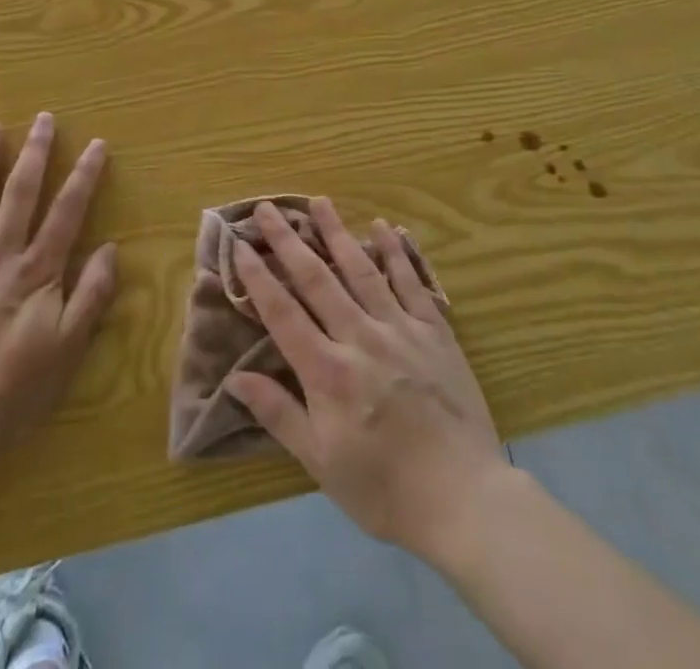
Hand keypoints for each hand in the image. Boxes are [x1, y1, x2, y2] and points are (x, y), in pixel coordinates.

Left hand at [0, 113, 117, 465]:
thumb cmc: (14, 388)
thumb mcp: (68, 347)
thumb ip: (91, 295)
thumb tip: (110, 248)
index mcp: (36, 270)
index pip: (67, 211)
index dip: (84, 175)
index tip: (97, 144)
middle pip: (21, 193)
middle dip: (36, 153)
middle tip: (44, 119)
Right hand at [226, 198, 506, 559]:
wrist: (464, 499)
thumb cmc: (384, 488)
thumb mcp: (321, 463)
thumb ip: (279, 414)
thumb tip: (235, 378)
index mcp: (328, 371)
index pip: (283, 312)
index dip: (258, 276)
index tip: (239, 244)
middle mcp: (360, 337)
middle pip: (317, 279)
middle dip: (288, 240)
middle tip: (268, 207)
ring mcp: (400, 328)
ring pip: (361, 269)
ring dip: (337, 232)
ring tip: (319, 201)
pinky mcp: (434, 330)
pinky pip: (411, 282)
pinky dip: (396, 252)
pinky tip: (384, 227)